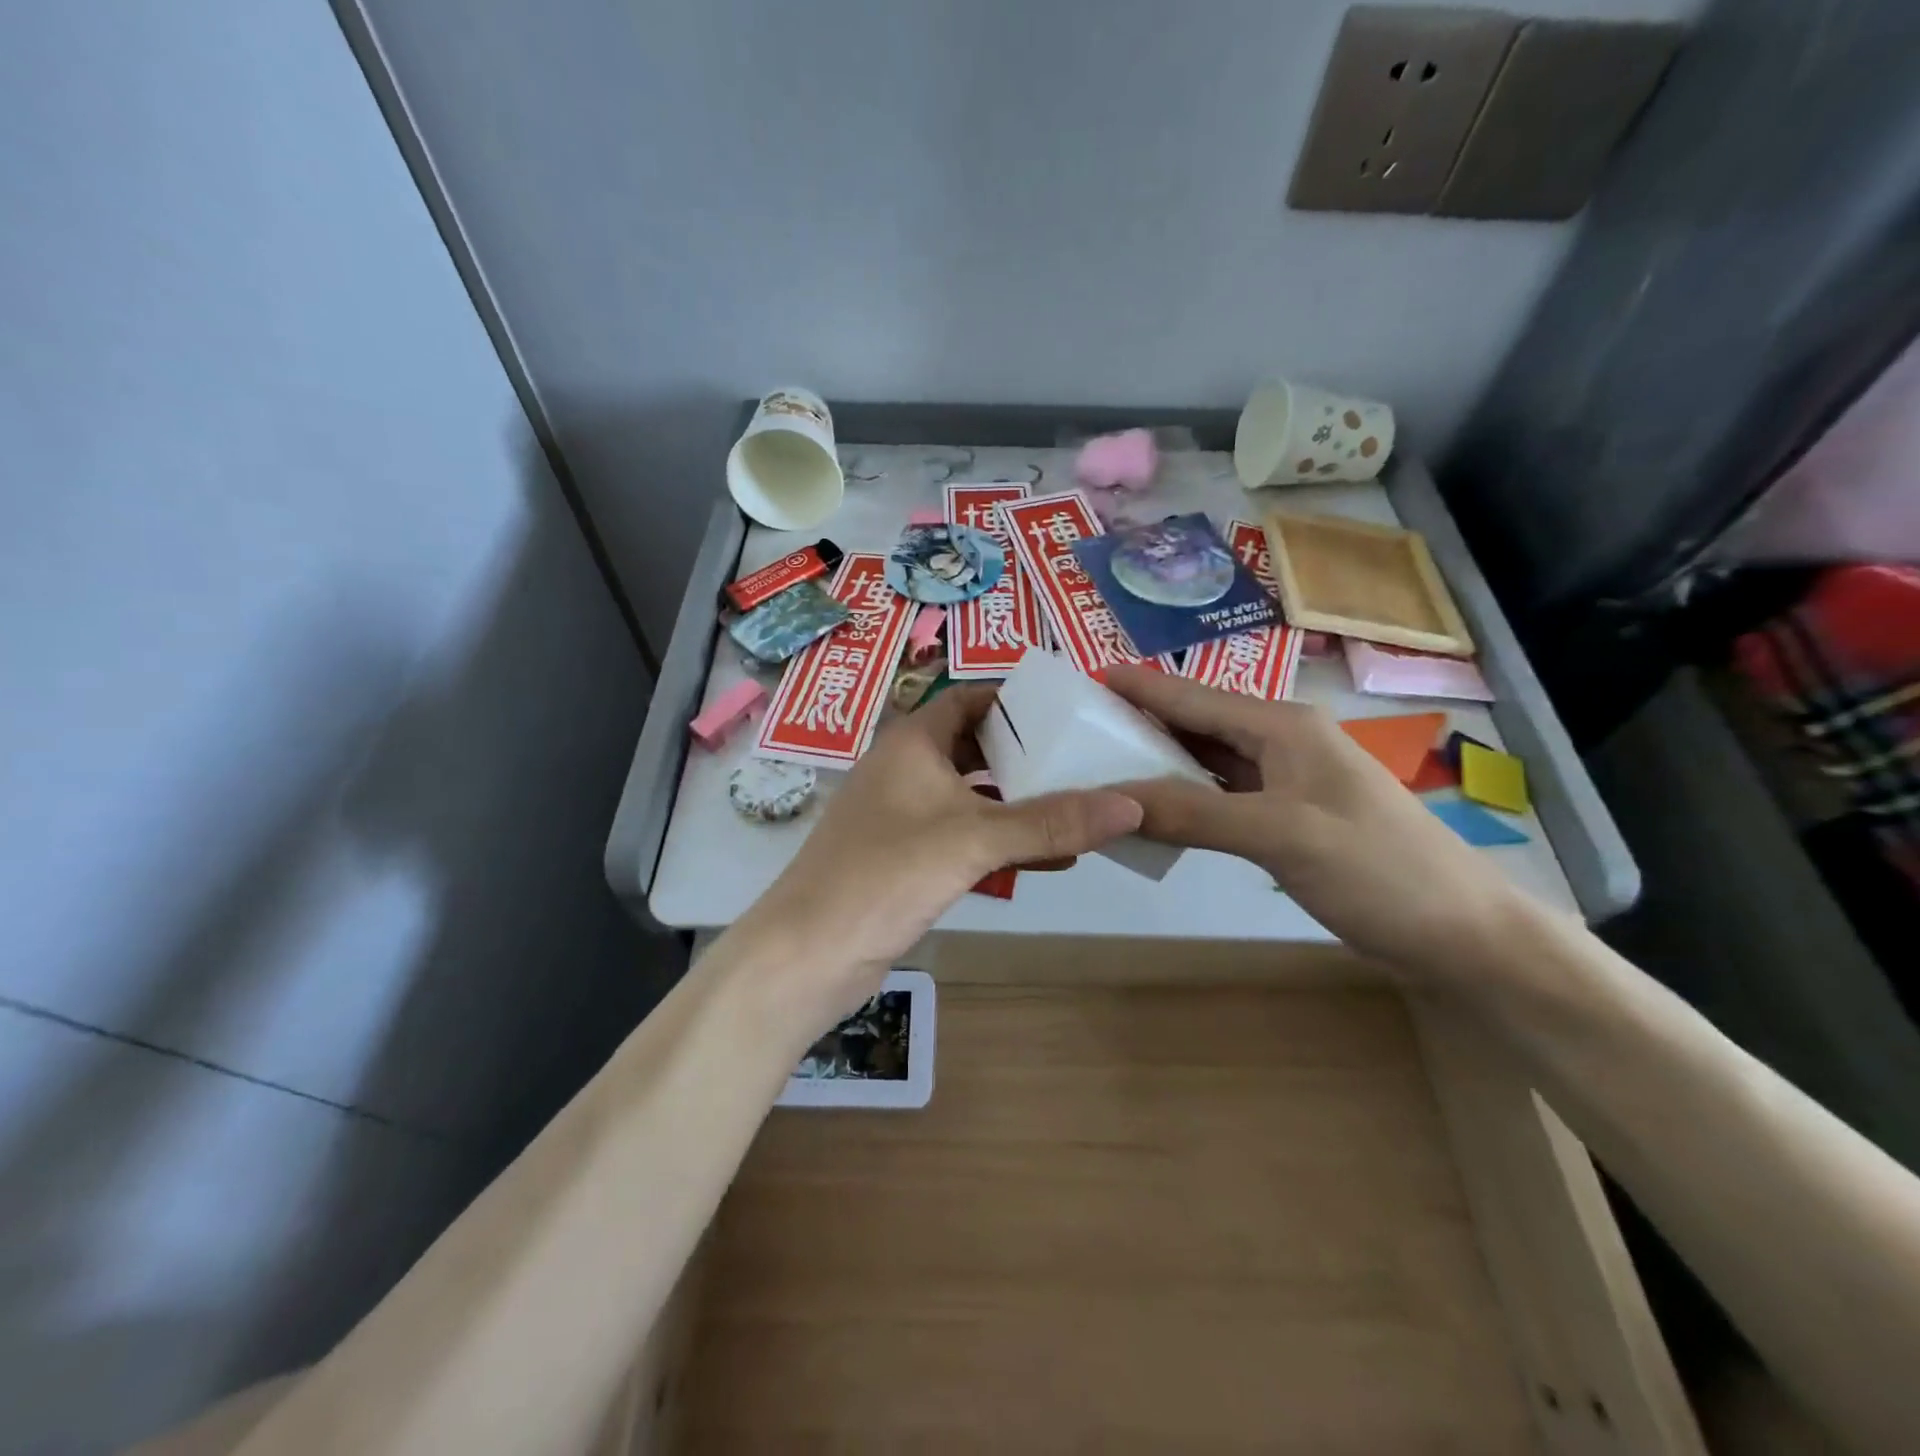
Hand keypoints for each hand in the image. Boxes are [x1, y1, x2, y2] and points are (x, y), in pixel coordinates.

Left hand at [735, 685, 1142, 1036]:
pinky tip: (1049, 859)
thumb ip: (1051, 822)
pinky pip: (963, 837)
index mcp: (912, 743)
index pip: (968, 699)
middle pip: (975, 747)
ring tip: (1080, 809)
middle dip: (1026, 755)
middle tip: (1085, 761)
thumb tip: (1133, 804)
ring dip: (1019, 804)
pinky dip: (1001, 842)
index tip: (1068, 711)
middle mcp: (905, 770)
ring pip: (972, 796)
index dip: (1015, 700)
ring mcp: (902, 816)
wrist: (808, 954)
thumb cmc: (885, 874)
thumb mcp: (974, 841)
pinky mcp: (905, 859)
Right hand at [1102, 665, 1519, 972]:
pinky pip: (1219, 796)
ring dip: (1156, 764)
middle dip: (1137, 725)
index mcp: (1281, 725)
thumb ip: (1194, 813)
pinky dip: (1183, 800)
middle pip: (1194, 724)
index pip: (1191, 698)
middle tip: (1073, 733)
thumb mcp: (1281, 836)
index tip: (1081, 680)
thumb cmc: (1378, 869)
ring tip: (1097, 767)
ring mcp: (1284, 781)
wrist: (1460, 935)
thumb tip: (1114, 800)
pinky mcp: (1286, 818)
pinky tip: (1151, 810)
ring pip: (1204, 761)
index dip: (1136, 688)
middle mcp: (1280, 742)